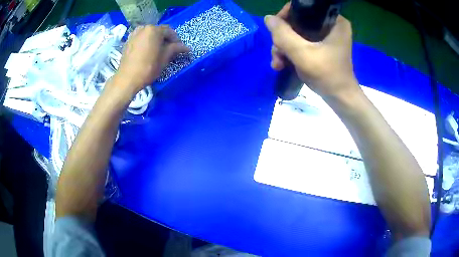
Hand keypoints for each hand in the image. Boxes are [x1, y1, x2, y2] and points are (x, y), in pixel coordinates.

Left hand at [114, 25, 188, 95]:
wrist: (127, 79)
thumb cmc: (148, 67)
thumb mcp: (165, 58)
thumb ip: (175, 49)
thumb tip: (187, 47)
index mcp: (153, 30)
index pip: (169, 31)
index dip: (176, 39)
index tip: (180, 48)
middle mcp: (143, 28)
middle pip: (158, 31)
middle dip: (165, 39)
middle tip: (169, 50)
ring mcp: (134, 34)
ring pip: (148, 35)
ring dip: (155, 40)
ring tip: (158, 50)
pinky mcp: (127, 41)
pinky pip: (140, 39)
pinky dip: (146, 43)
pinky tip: (147, 52)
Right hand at [265, 2, 358, 97]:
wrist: (340, 99)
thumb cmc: (327, 75)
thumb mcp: (302, 53)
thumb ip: (283, 34)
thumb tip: (268, 18)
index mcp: (334, 21)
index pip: (304, 9)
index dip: (286, 17)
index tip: (276, 32)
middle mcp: (331, 25)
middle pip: (298, 22)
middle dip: (283, 38)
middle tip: (276, 53)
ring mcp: (326, 36)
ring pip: (297, 33)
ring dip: (283, 48)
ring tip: (277, 63)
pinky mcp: (322, 46)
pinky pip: (301, 42)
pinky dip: (291, 52)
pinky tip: (282, 64)